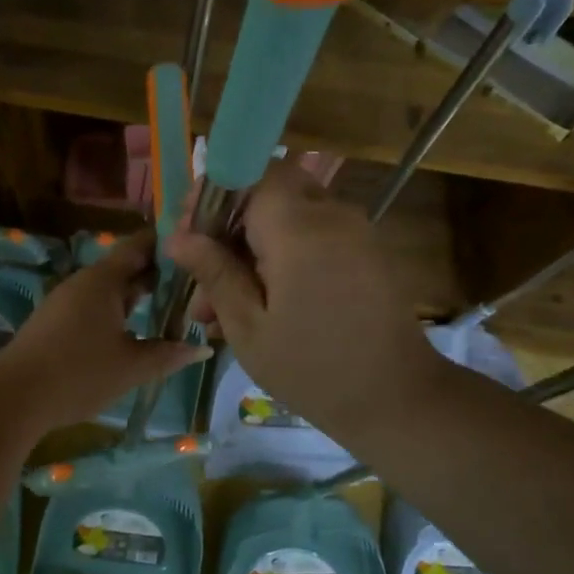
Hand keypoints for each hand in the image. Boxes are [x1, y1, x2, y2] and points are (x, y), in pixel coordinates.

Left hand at [0, 231, 210, 432]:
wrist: (14, 397)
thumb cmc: (80, 374)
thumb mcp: (132, 366)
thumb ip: (169, 354)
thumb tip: (202, 347)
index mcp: (103, 280)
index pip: (139, 246)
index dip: (167, 246)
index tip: (196, 251)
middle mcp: (82, 282)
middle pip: (124, 268)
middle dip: (156, 277)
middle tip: (191, 289)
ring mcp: (64, 302)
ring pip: (107, 291)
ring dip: (134, 298)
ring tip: (167, 313)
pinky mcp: (53, 323)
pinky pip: (91, 307)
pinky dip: (114, 313)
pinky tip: (129, 333)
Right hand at [163, 160, 434, 439]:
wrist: (396, 399)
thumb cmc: (311, 368)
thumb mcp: (248, 326)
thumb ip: (214, 273)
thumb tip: (176, 237)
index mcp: (300, 229)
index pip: (250, 174)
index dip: (214, 194)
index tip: (189, 233)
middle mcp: (332, 216)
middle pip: (269, 194)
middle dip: (229, 227)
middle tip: (201, 278)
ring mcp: (354, 233)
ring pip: (288, 219)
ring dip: (252, 249)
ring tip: (220, 308)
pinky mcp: (365, 253)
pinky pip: (313, 238)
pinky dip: (281, 258)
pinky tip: (259, 305)